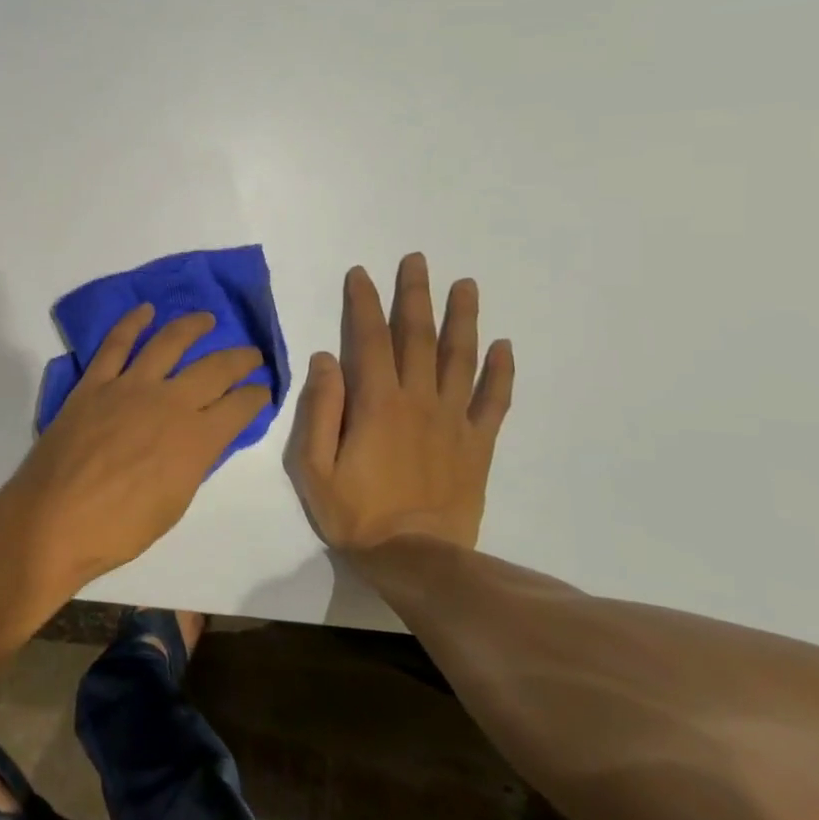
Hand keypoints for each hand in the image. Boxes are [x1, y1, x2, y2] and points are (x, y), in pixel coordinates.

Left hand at [5, 305, 269, 591]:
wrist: (55, 520)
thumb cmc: (120, 528)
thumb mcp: (176, 502)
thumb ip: (194, 462)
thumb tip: (202, 438)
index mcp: (197, 439)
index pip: (241, 406)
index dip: (257, 395)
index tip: (262, 390)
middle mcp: (170, 402)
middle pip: (215, 368)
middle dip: (240, 358)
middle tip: (251, 353)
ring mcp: (130, 387)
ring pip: (169, 342)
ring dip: (192, 326)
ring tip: (206, 318)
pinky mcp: (95, 382)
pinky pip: (116, 344)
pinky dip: (132, 322)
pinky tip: (146, 311)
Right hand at [285, 254, 513, 550]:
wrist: (418, 560)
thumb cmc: (356, 514)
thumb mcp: (314, 466)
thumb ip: (320, 408)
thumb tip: (326, 358)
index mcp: (377, 402)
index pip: (369, 338)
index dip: (364, 302)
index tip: (361, 273)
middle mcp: (419, 400)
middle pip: (418, 336)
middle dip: (416, 294)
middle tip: (418, 259)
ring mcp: (454, 420)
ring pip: (461, 358)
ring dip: (463, 318)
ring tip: (465, 285)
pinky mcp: (477, 444)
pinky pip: (494, 401)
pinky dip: (501, 372)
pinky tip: (504, 347)